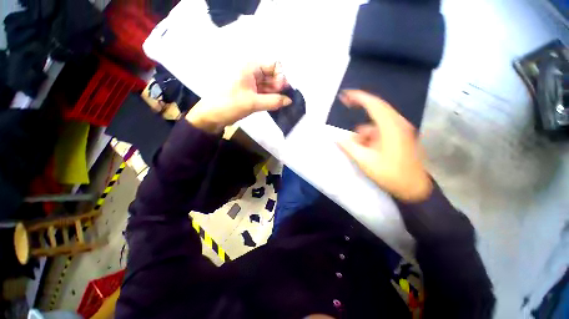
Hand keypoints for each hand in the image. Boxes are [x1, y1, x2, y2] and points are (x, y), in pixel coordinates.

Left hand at [186, 62, 292, 133]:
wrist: (211, 117)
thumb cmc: (229, 105)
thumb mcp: (252, 103)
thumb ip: (273, 101)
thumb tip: (289, 101)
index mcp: (250, 67)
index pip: (272, 65)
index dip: (281, 76)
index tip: (284, 89)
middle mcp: (251, 73)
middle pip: (271, 75)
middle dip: (280, 86)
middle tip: (286, 98)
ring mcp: (251, 84)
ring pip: (268, 85)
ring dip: (276, 93)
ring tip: (284, 102)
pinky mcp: (250, 94)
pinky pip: (264, 94)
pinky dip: (270, 98)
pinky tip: (277, 104)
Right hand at [337, 90, 431, 202]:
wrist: (414, 189)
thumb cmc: (390, 174)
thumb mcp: (365, 161)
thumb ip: (349, 146)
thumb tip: (336, 137)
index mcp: (391, 127)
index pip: (374, 104)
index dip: (358, 97)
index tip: (345, 95)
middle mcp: (398, 124)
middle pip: (376, 109)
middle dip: (360, 108)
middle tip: (346, 106)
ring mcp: (401, 130)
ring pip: (377, 123)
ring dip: (365, 131)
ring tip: (359, 148)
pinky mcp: (401, 137)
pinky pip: (382, 130)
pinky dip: (372, 136)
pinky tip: (368, 150)